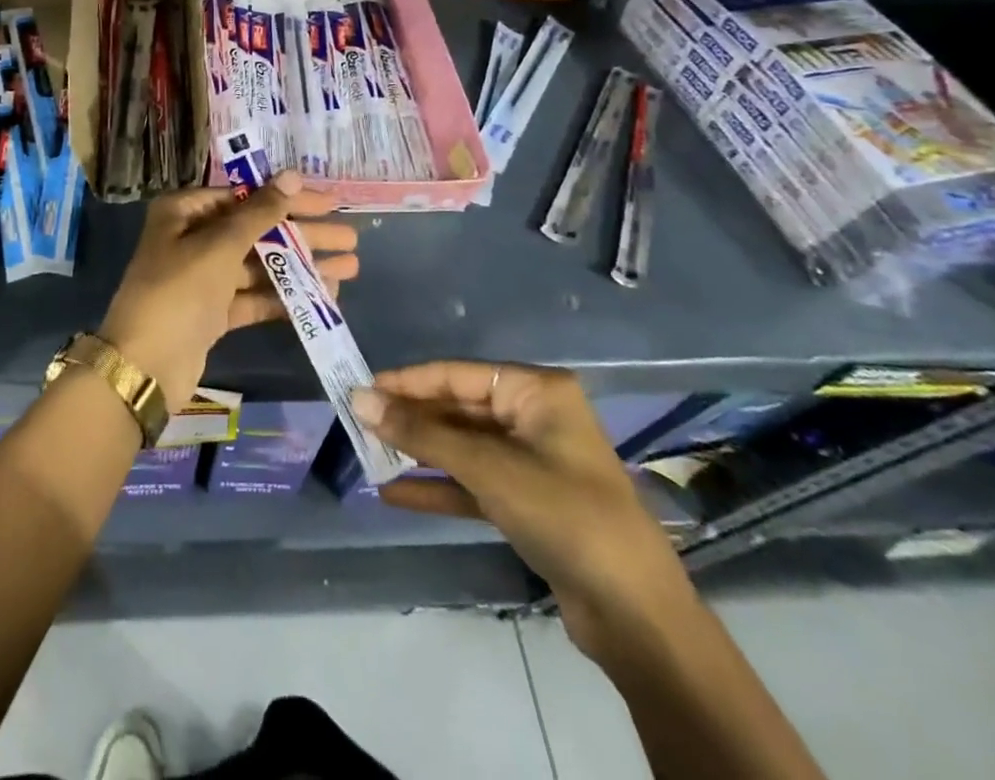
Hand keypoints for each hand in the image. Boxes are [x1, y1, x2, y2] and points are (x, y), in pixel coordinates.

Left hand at [98, 172, 357, 409]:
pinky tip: (324, 295)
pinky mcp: (213, 312)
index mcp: (183, 212)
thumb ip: (260, 212)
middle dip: (303, 234)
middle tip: (350, 236)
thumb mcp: (219, 246)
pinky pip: (254, 296)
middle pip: (256, 230)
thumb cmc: (179, 292)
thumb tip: (291, 174)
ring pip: (259, 265)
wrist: (144, 367)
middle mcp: (191, 239)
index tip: (329, 202)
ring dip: (301, 266)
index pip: (244, 196)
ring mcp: (202, 278)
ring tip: (350, 266)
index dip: (287, 198)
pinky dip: (285, 295)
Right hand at [351, 362, 696, 659]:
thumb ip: (422, 433)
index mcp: (536, 392)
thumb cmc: (565, 516)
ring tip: (367, 454)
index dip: (407, 382)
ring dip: (418, 453)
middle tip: (357, 423)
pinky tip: (393, 494)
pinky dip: (436, 487)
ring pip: (462, 447)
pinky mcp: (526, 503)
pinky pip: (471, 484)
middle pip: (458, 409)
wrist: (637, 618)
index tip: (360, 387)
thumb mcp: (488, 469)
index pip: (457, 375)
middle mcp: (533, 418)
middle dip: (410, 420)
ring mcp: (531, 462)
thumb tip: (359, 399)